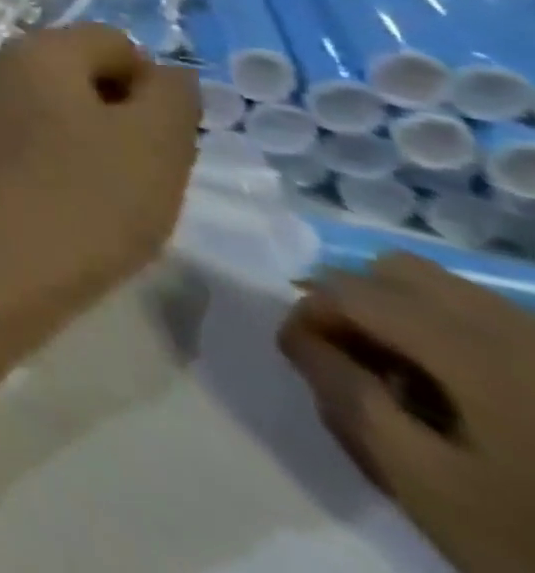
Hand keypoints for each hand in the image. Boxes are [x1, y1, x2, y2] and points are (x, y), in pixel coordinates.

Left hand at [0, 24, 200, 307]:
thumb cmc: (89, 196)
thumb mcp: (159, 142)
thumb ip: (171, 94)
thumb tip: (164, 73)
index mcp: (36, 50)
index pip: (113, 43)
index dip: (150, 88)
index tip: (159, 142)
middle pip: (72, 72)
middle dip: (111, 111)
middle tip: (133, 170)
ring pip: (40, 105)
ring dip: (74, 135)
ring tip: (93, 191)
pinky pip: (10, 136)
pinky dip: (37, 156)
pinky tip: (50, 201)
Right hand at [281, 254, 534, 572]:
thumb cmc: (529, 538)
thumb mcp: (425, 482)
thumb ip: (349, 397)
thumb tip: (301, 341)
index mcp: (473, 347)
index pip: (350, 291)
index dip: (307, 315)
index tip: (298, 358)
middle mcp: (514, 328)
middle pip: (399, 272)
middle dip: (356, 304)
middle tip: (349, 358)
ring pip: (446, 293)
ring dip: (401, 319)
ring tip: (404, 381)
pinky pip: (490, 323)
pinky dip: (450, 339)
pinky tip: (461, 396)